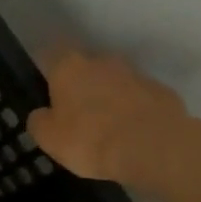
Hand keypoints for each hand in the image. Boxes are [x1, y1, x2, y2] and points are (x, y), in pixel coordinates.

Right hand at [27, 48, 200, 193]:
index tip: (44, 84)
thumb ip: (39, 121)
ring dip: (107, 97)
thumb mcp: (49, 138)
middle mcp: (102, 61)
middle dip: (80, 84)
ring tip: (104, 126)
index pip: (52, 54)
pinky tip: (129, 133)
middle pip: (85, 67)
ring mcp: (135, 74)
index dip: (47, 67)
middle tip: (74, 112)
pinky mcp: (161, 91)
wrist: (152, 147)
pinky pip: (138, 98)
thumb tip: (41, 113)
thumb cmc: (89, 139)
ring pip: (114, 81)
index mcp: (69, 68)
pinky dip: (131, 110)